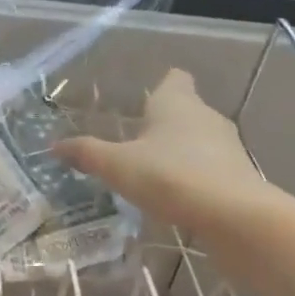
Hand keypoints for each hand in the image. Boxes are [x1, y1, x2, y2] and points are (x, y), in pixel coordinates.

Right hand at [55, 69, 275, 235]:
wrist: (233, 216)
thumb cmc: (169, 176)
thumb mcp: (117, 166)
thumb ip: (87, 154)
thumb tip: (54, 145)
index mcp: (176, 103)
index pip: (174, 79)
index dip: (162, 85)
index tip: (146, 99)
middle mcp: (206, 116)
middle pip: (186, 110)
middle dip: (165, 124)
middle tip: (137, 142)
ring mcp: (228, 146)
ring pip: (200, 140)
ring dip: (181, 152)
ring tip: (154, 173)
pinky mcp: (240, 176)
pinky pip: (212, 168)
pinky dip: (196, 177)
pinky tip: (177, 198)